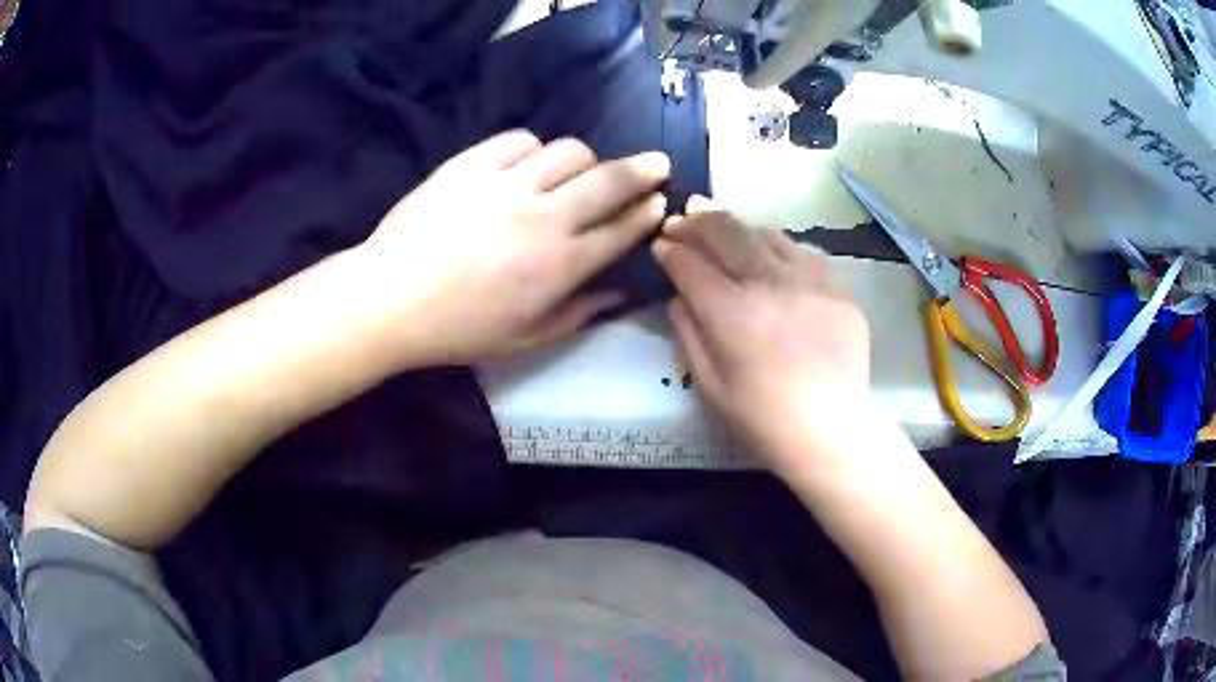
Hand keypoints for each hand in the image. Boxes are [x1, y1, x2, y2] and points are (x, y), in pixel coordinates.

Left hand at [356, 131, 669, 365]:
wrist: (391, 298)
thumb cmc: (459, 328)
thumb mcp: (525, 337)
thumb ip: (579, 312)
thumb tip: (619, 293)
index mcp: (561, 264)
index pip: (622, 229)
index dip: (648, 212)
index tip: (661, 201)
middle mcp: (545, 216)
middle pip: (609, 180)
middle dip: (643, 170)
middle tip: (657, 163)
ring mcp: (507, 184)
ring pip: (568, 151)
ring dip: (585, 160)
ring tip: (579, 170)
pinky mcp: (472, 164)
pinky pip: (519, 140)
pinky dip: (533, 149)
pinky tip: (527, 163)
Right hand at [653, 198, 871, 475]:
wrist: (831, 431)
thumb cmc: (763, 419)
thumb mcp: (710, 386)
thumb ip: (688, 333)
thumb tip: (678, 296)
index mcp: (732, 313)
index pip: (691, 265)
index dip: (671, 251)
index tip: (662, 245)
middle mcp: (770, 284)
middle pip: (727, 234)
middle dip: (700, 221)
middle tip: (686, 214)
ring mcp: (810, 281)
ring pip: (766, 235)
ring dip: (738, 227)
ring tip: (723, 224)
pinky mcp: (838, 287)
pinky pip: (802, 252)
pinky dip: (778, 246)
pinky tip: (769, 251)